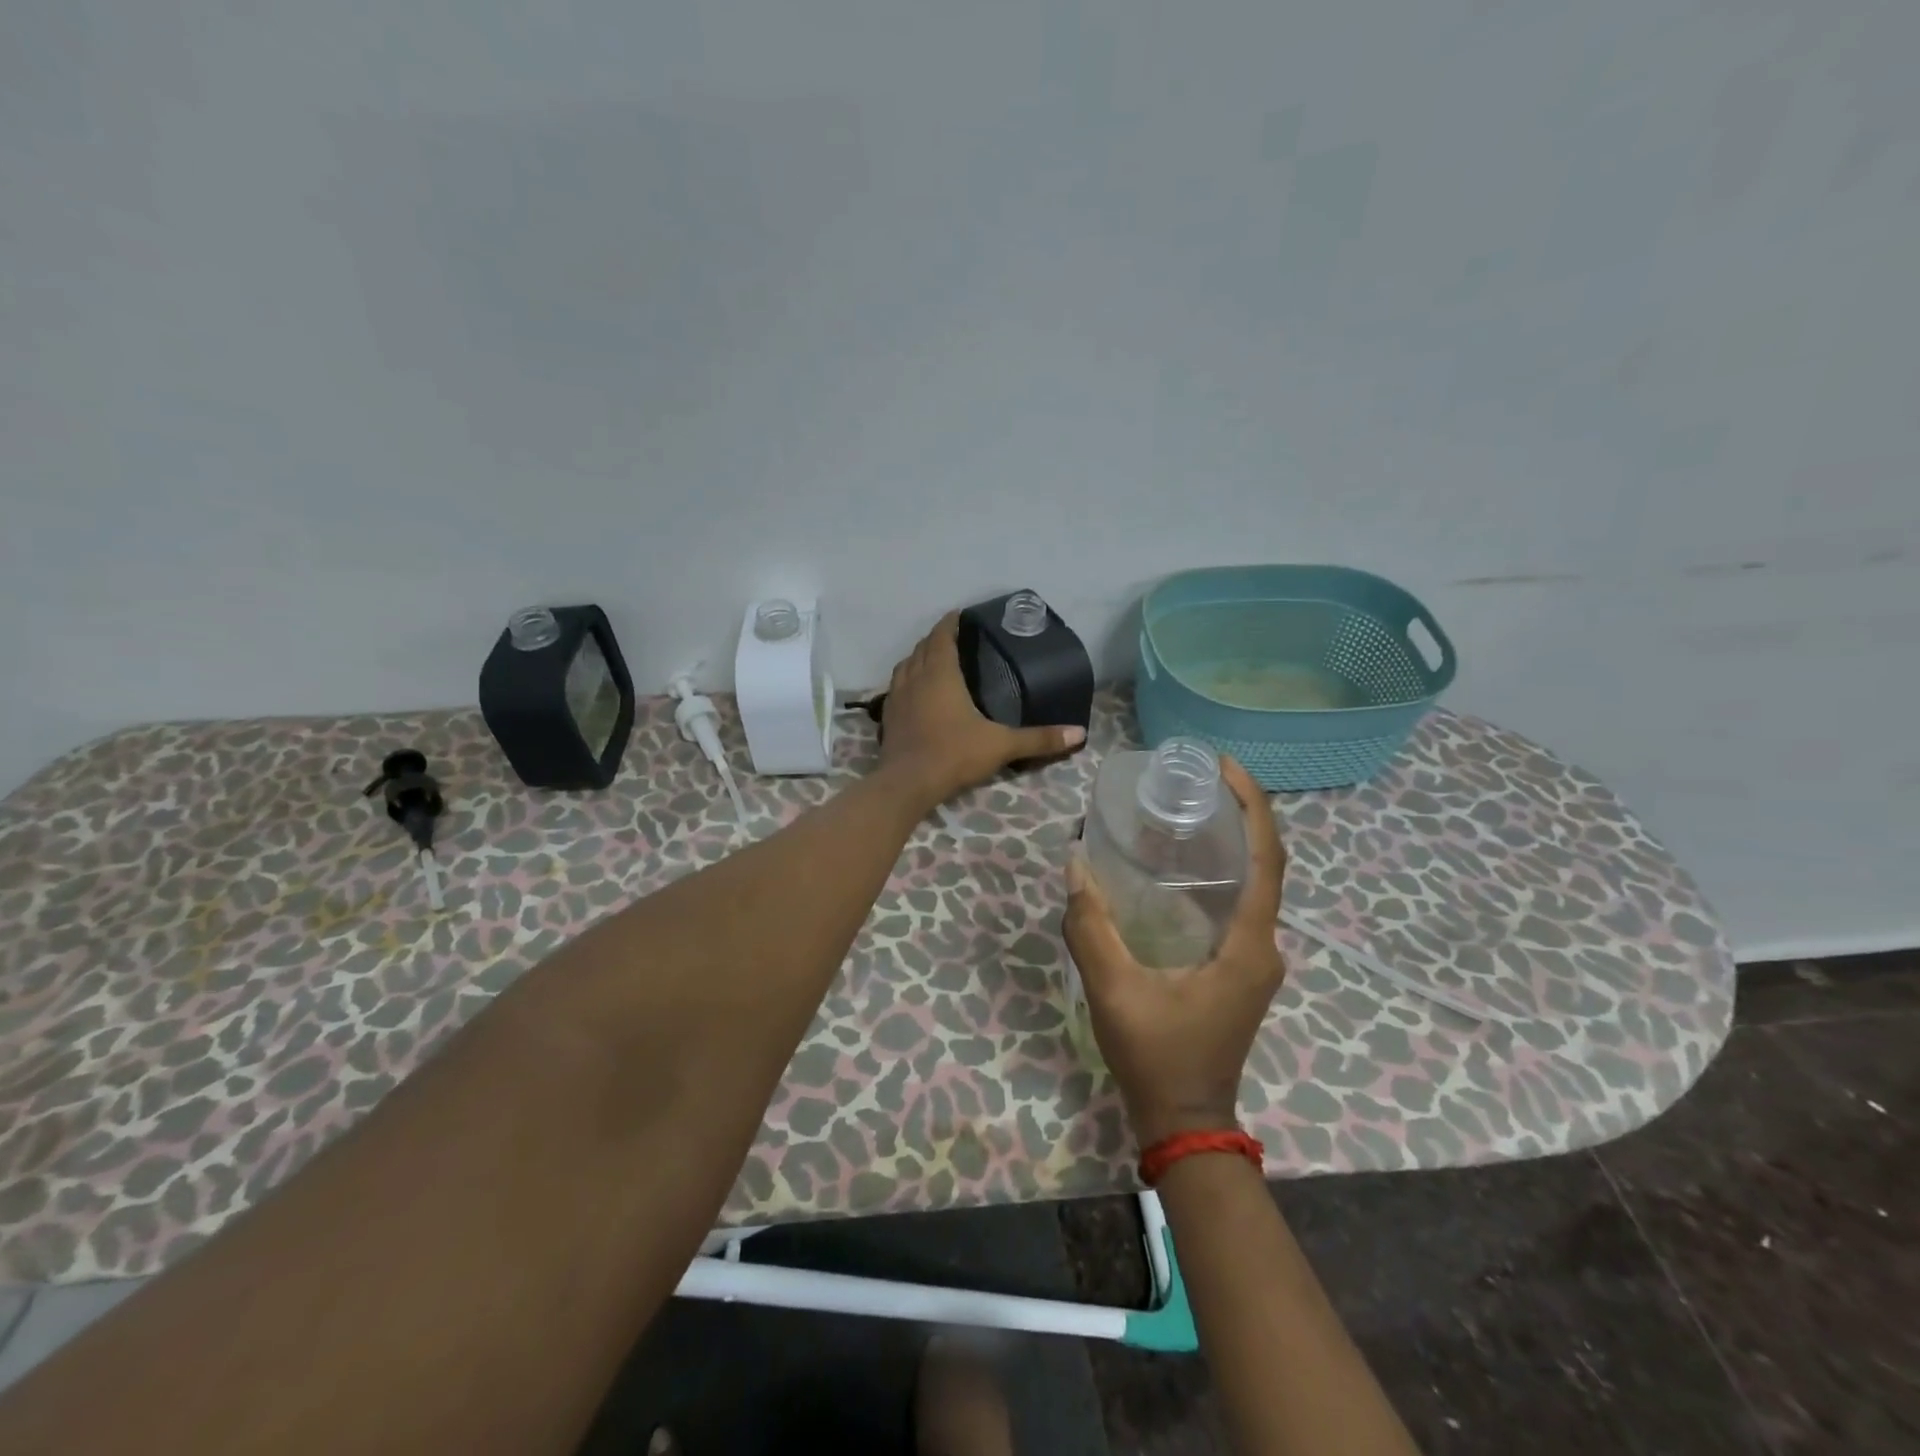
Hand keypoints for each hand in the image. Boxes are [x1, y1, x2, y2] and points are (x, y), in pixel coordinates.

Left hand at [879, 612, 1085, 808]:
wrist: (907, 783)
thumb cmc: (954, 754)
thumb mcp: (1001, 745)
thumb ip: (1039, 739)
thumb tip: (1079, 734)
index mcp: (940, 673)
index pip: (942, 636)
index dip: (950, 623)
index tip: (960, 615)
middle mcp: (915, 678)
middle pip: (922, 647)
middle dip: (936, 639)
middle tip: (954, 638)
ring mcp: (897, 698)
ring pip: (905, 666)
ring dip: (918, 658)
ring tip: (933, 661)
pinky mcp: (887, 718)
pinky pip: (896, 688)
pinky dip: (906, 682)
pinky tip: (916, 694)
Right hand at [1064, 756, 1285, 1146]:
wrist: (1185, 1120)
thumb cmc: (1157, 1056)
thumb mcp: (1115, 990)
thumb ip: (1090, 927)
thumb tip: (1075, 863)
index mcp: (1249, 945)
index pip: (1267, 858)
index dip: (1253, 805)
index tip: (1223, 766)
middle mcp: (1265, 945)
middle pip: (1266, 863)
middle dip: (1241, 813)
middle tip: (1196, 779)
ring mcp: (1256, 959)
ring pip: (1254, 884)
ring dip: (1232, 841)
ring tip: (1188, 808)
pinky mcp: (1240, 968)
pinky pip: (1239, 905)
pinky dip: (1221, 872)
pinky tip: (1181, 865)